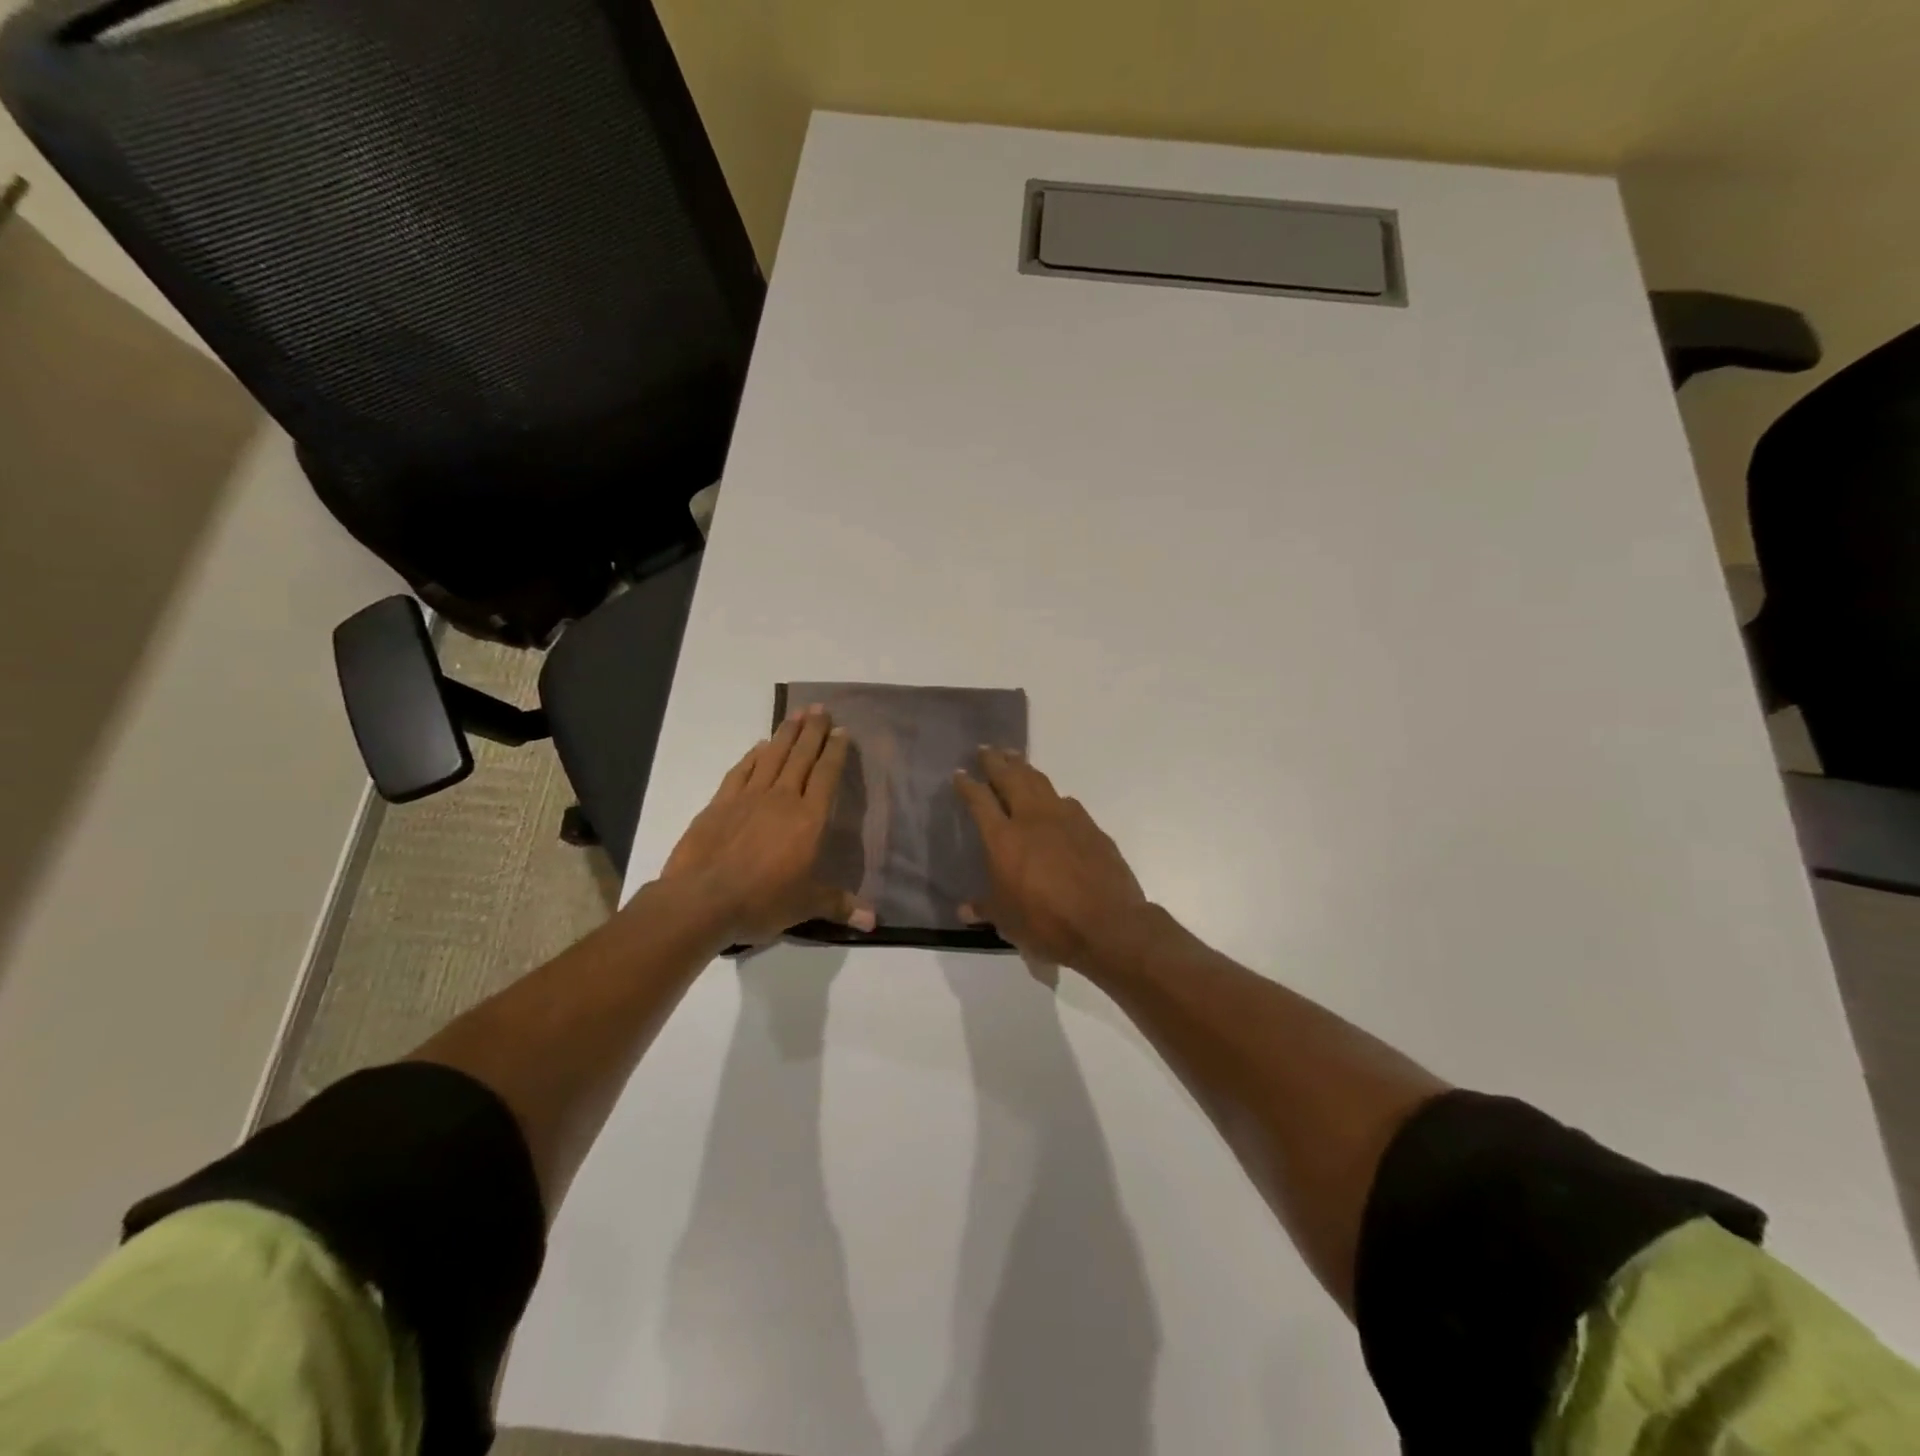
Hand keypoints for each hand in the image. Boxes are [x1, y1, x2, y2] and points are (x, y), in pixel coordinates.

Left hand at [658, 706, 875, 944]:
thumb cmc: (762, 901)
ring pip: (772, 756)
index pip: (826, 776)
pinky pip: (741, 771)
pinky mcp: (720, 803)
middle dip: (813, 731)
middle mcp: (782, 799)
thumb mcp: (806, 906)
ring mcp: (748, 797)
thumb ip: (840, 905)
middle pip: (801, 756)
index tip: (842, 731)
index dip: (836, 752)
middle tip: (821, 708)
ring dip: (786, 733)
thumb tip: (874, 921)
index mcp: (808, 819)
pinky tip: (759, 746)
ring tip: (797, 714)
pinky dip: (752, 756)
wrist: (702, 900)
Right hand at [953, 748, 1148, 970]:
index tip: (960, 773)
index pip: (979, 801)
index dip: (968, 785)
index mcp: (1004, 838)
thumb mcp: (1008, 922)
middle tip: (986, 748)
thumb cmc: (1047, 924)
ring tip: (1015, 757)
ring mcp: (1065, 819)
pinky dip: (1053, 795)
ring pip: (1039, 782)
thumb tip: (964, 910)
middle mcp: (1032, 819)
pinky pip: (1066, 802)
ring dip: (1024, 767)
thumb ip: (985, 909)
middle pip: (1010, 778)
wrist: (1107, 924)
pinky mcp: (1091, 827)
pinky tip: (1053, 798)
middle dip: (995, 761)